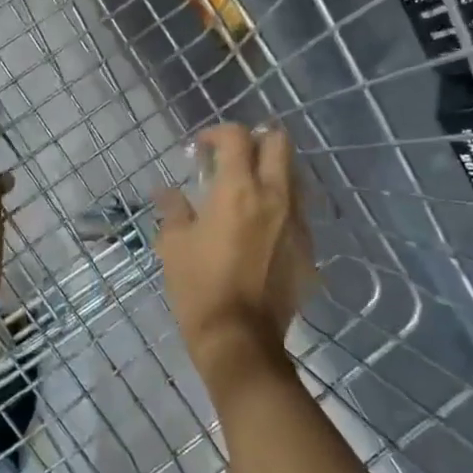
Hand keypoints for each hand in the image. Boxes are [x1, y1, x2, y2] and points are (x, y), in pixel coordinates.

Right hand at [153, 124, 314, 388]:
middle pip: (279, 142)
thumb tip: (166, 191)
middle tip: (232, 157)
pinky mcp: (307, 247)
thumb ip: (173, 209)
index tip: (200, 148)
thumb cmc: (199, 287)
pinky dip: (280, 204)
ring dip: (271, 170)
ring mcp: (297, 221)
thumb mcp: (174, 245)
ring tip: (247, 189)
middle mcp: (275, 196)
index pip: (237, 137)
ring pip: (294, 174)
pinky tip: (260, 226)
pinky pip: (297, 210)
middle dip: (255, 140)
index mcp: (238, 190)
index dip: (217, 133)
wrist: (240, 339)